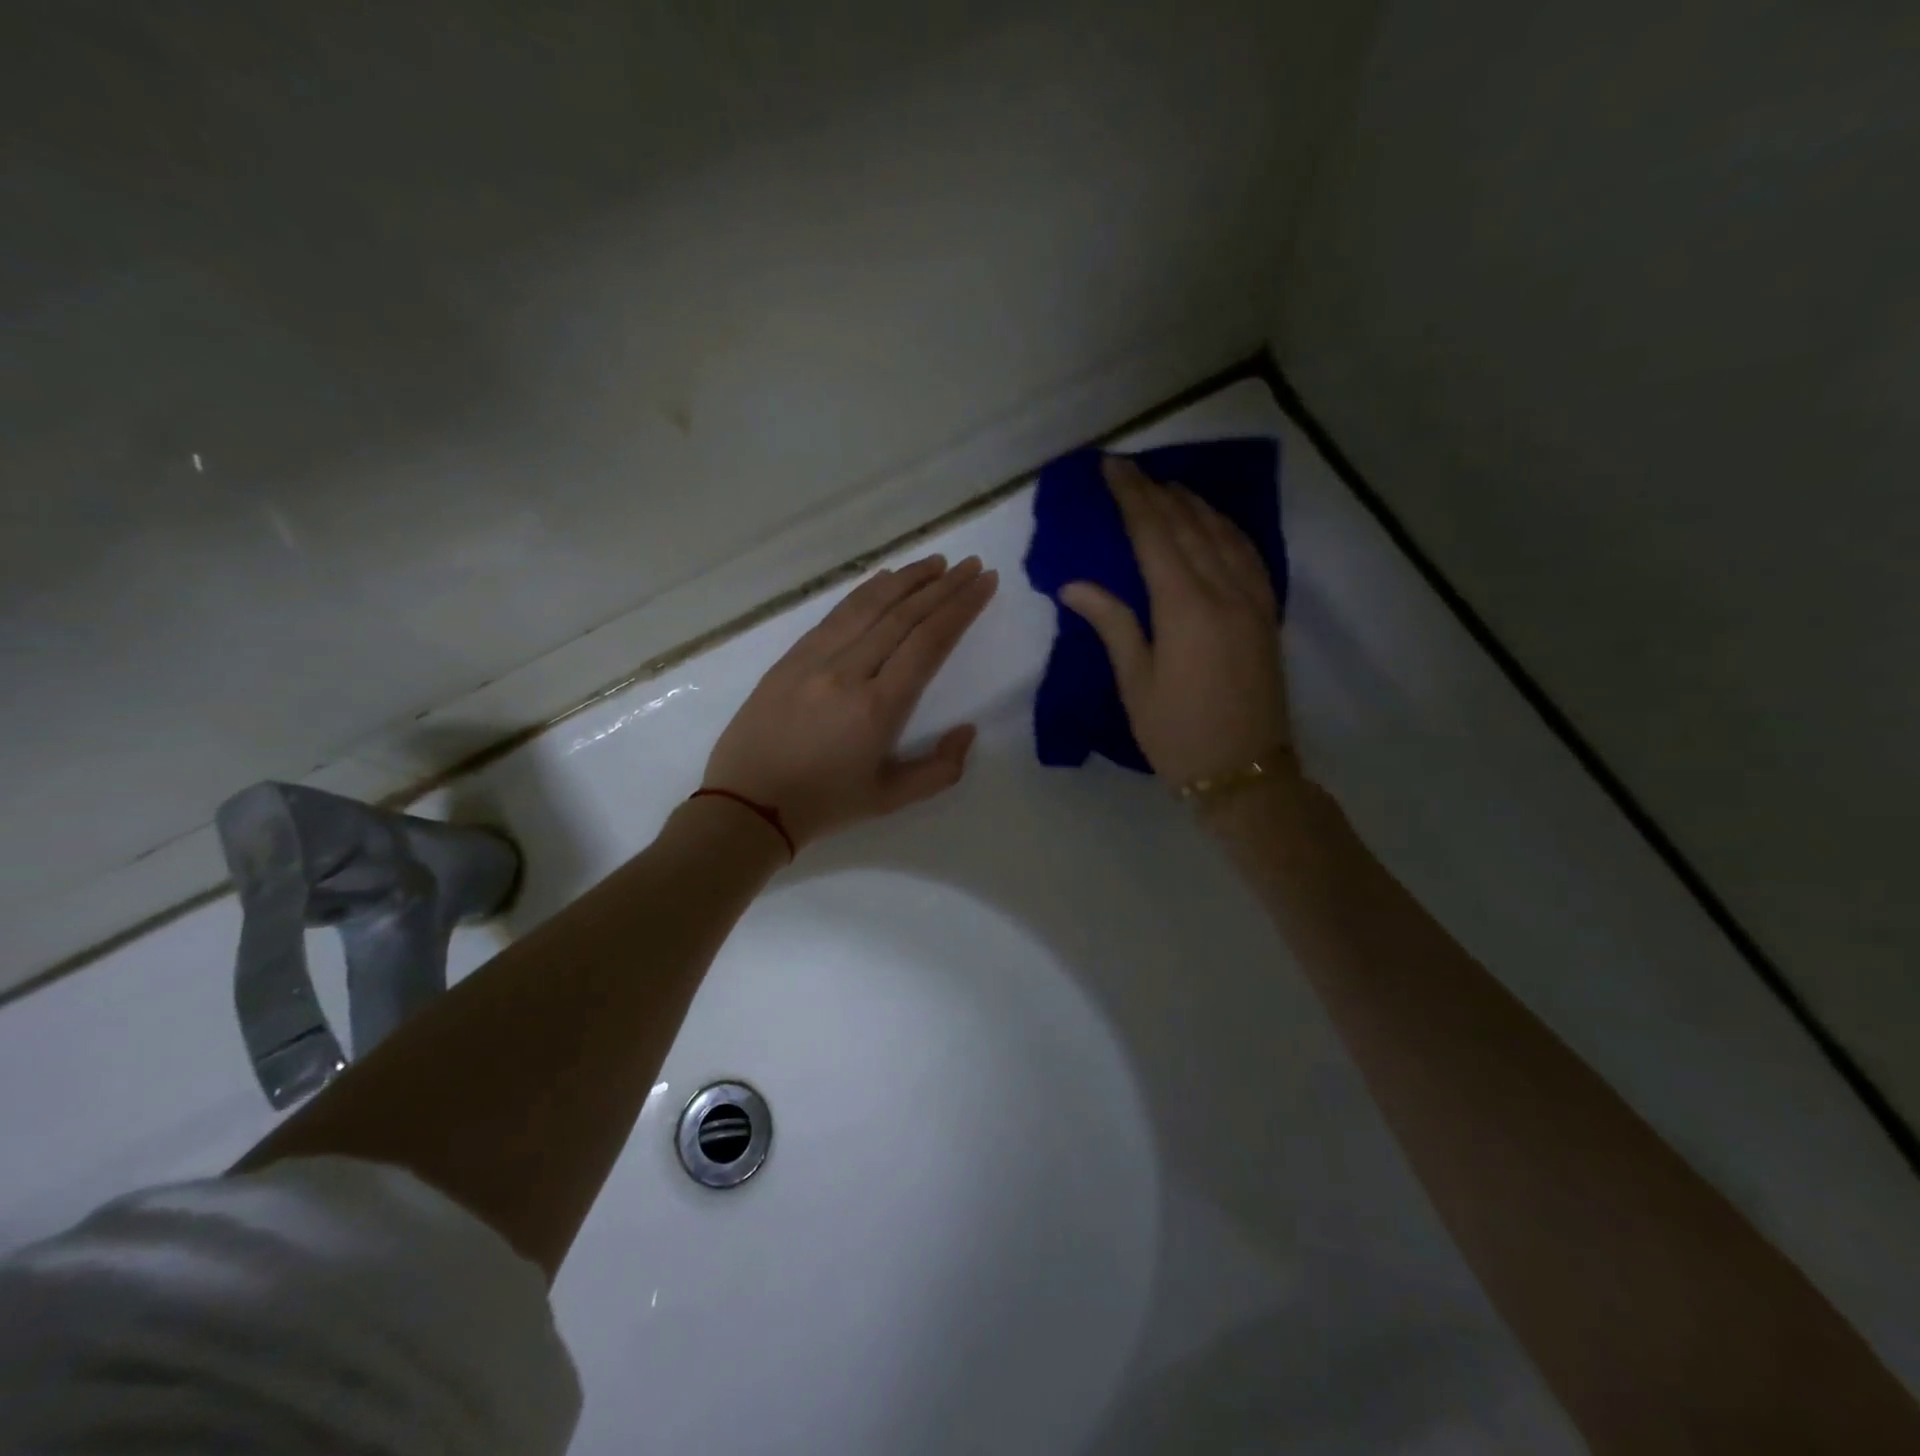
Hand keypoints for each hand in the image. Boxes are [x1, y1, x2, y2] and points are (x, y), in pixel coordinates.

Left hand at [703, 554, 998, 848]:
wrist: (748, 803)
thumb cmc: (825, 804)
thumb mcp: (891, 799)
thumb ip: (940, 770)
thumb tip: (968, 730)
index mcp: (877, 708)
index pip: (928, 643)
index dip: (960, 608)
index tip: (985, 583)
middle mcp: (848, 672)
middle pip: (904, 615)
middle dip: (943, 586)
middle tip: (972, 565)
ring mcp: (815, 659)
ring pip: (868, 606)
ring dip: (907, 579)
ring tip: (937, 563)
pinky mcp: (791, 657)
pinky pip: (836, 615)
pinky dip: (865, 592)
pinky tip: (885, 580)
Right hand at [1060, 457, 1289, 784]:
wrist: (1245, 772)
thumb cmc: (1177, 734)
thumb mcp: (1135, 683)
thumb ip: (1112, 624)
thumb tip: (1075, 584)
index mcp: (1184, 607)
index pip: (1153, 533)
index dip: (1130, 496)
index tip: (1110, 466)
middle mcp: (1223, 590)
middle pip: (1187, 524)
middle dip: (1155, 491)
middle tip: (1129, 467)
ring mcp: (1252, 598)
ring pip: (1221, 532)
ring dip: (1191, 503)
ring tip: (1165, 485)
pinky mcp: (1266, 612)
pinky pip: (1247, 552)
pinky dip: (1225, 527)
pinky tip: (1213, 521)